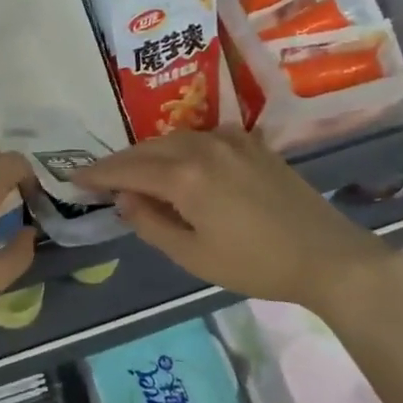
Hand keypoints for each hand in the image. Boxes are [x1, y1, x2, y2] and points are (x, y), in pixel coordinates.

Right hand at [77, 129, 401, 308]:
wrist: (327, 255)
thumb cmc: (256, 264)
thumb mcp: (193, 255)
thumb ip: (151, 223)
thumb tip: (124, 199)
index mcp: (185, 175)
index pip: (127, 169)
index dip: (98, 174)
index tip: (74, 177)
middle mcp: (203, 146)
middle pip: (148, 148)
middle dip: (121, 162)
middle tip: (99, 178)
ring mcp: (230, 140)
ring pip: (174, 139)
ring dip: (149, 153)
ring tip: (135, 172)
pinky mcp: (252, 144)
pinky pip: (201, 137)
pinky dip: (180, 148)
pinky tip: (179, 164)